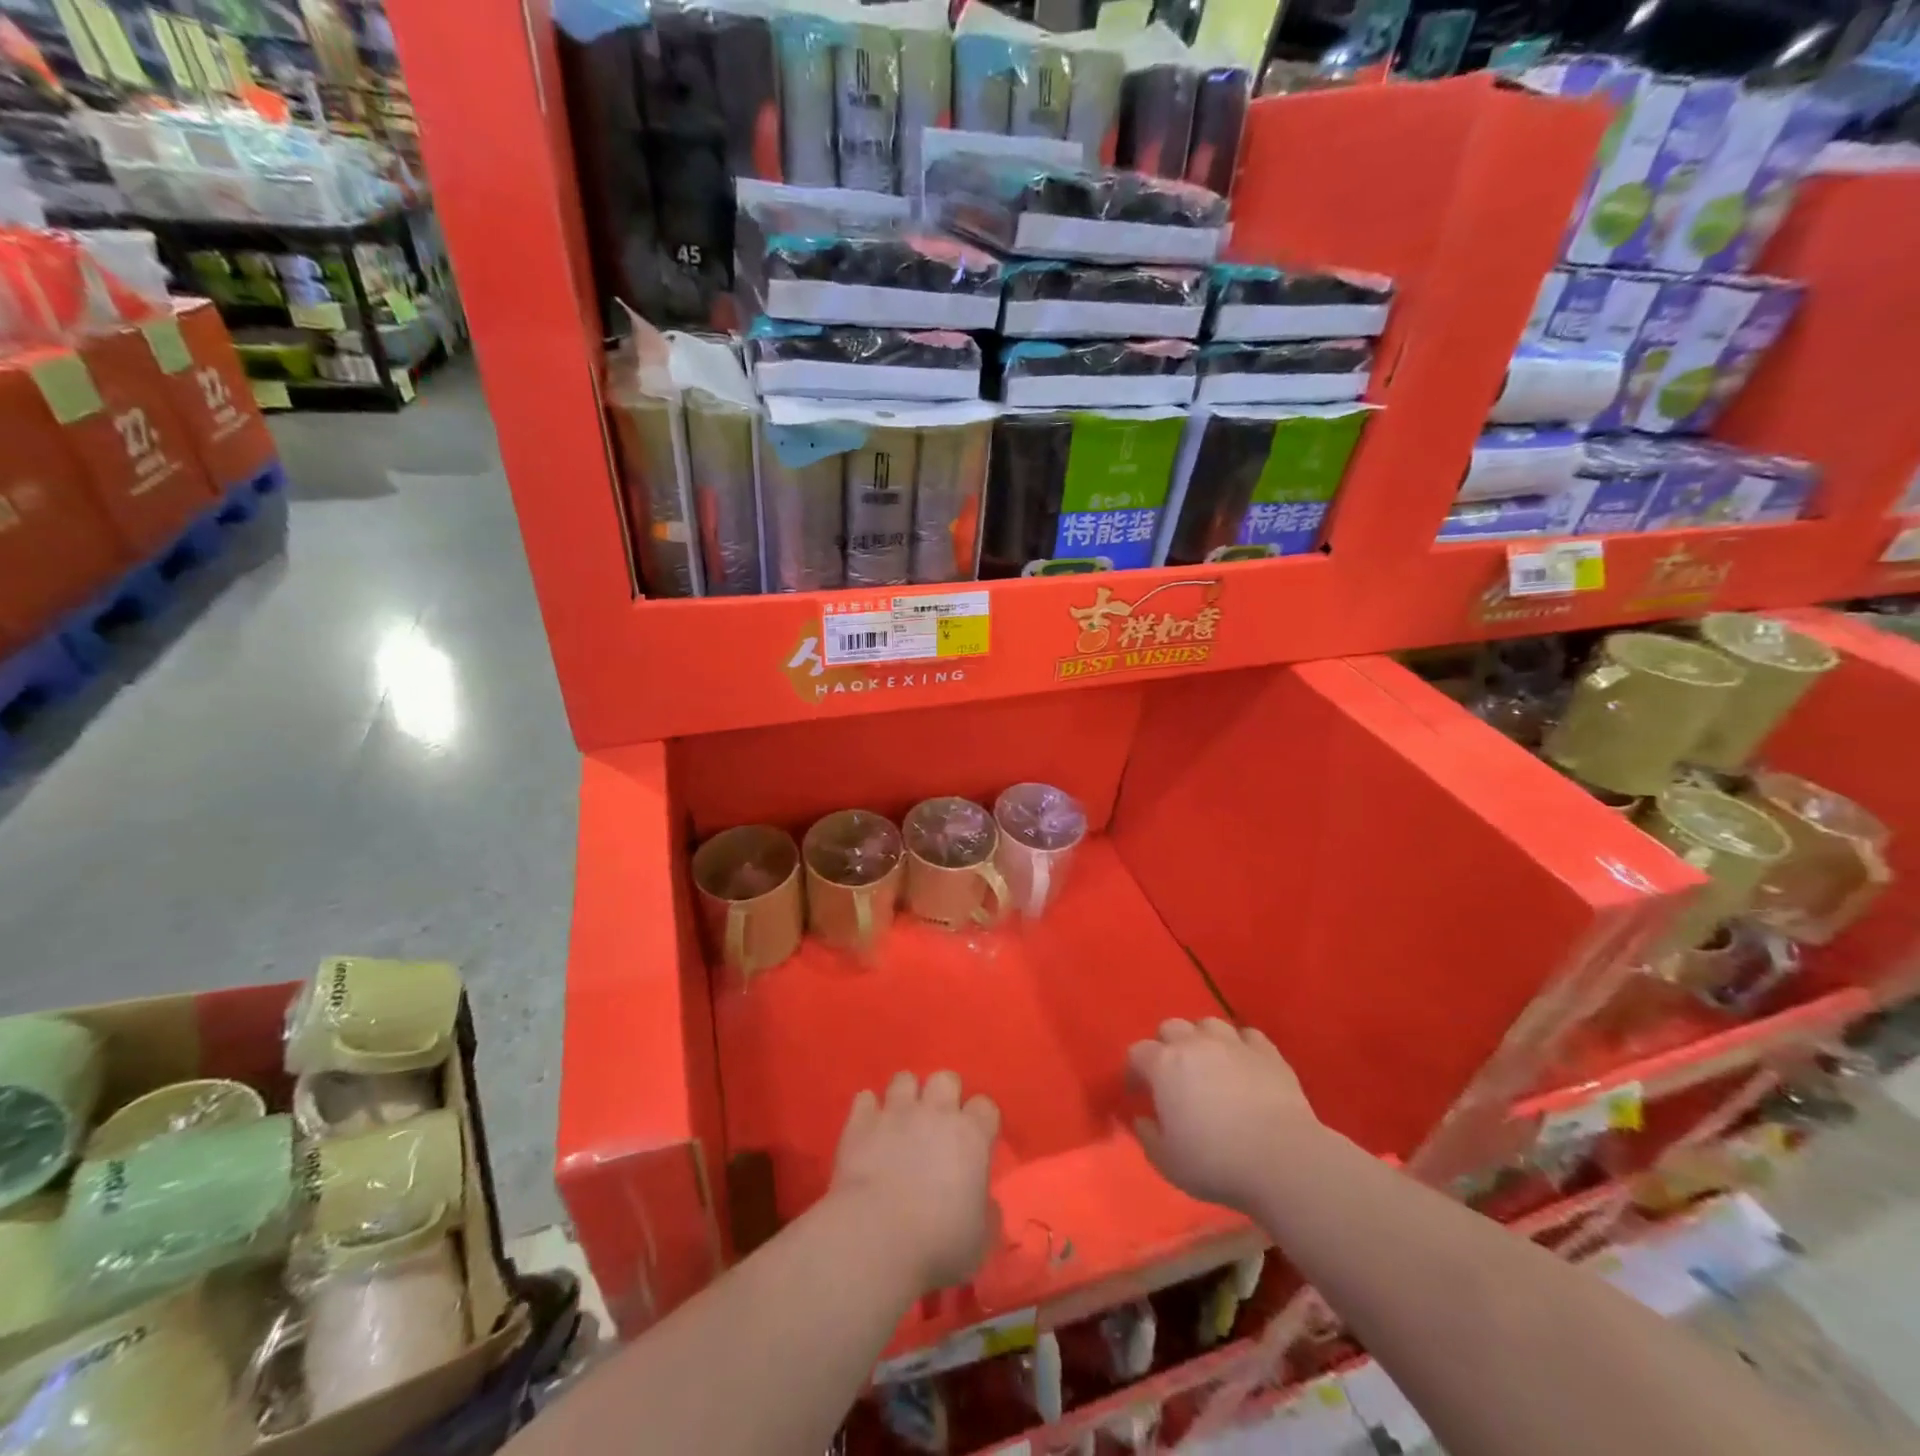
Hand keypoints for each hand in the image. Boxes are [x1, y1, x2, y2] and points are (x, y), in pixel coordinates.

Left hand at [830, 1070, 1000, 1294]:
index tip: (977, 1140)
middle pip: (945, 1078)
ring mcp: (895, 1112)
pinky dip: (868, 1110)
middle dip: (944, 1093)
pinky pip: (865, 1099)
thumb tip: (985, 1203)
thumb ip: (987, 1213)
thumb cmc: (937, 1243)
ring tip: (902, 1119)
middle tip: (939, 1122)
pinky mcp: (860, 1122)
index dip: (982, 1121)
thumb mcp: (981, 1240)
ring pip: (904, 1079)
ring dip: (906, 1095)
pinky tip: (869, 1128)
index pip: (985, 1106)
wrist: (875, 1238)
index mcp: (971, 1135)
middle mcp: (935, 1112)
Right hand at [1128, 1018, 1317, 1215]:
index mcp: (1164, 1065)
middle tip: (1173, 1074)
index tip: (1138, 1092)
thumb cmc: (1216, 1162)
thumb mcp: (1168, 1162)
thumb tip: (1143, 1119)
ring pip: (1209, 1024)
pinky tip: (1244, 1064)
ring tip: (1209, 1063)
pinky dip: (1241, 1046)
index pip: (1137, 1053)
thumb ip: (1148, 1137)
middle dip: (1167, 1046)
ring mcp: (1233, 1043)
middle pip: (1171, 1027)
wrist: (1282, 1159)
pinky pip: (1248, 1036)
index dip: (1134, 1070)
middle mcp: (1194, 1043)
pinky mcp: (1267, 1052)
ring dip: (1203, 1039)